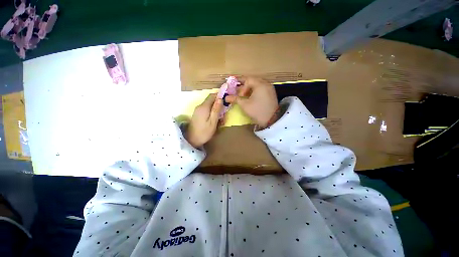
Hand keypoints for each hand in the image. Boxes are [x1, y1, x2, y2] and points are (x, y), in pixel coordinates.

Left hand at [186, 93, 222, 147]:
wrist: (191, 140)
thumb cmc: (204, 132)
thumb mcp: (213, 122)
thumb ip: (216, 110)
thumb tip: (220, 98)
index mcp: (204, 107)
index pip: (212, 96)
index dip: (219, 95)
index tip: (226, 99)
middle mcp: (200, 106)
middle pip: (210, 100)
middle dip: (218, 104)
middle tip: (224, 113)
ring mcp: (198, 110)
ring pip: (209, 105)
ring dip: (216, 110)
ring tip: (220, 119)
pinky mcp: (197, 114)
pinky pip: (206, 110)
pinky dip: (212, 113)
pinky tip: (215, 120)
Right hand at [226, 76, 277, 127]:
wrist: (272, 120)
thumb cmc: (257, 111)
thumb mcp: (245, 105)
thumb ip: (235, 99)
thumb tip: (226, 98)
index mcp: (259, 84)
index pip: (247, 80)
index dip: (241, 87)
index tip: (239, 96)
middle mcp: (266, 83)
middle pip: (253, 80)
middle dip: (244, 85)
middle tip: (239, 91)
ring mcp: (270, 88)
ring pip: (257, 84)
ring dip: (250, 88)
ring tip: (245, 95)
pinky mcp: (271, 93)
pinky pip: (262, 88)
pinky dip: (255, 90)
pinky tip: (252, 96)